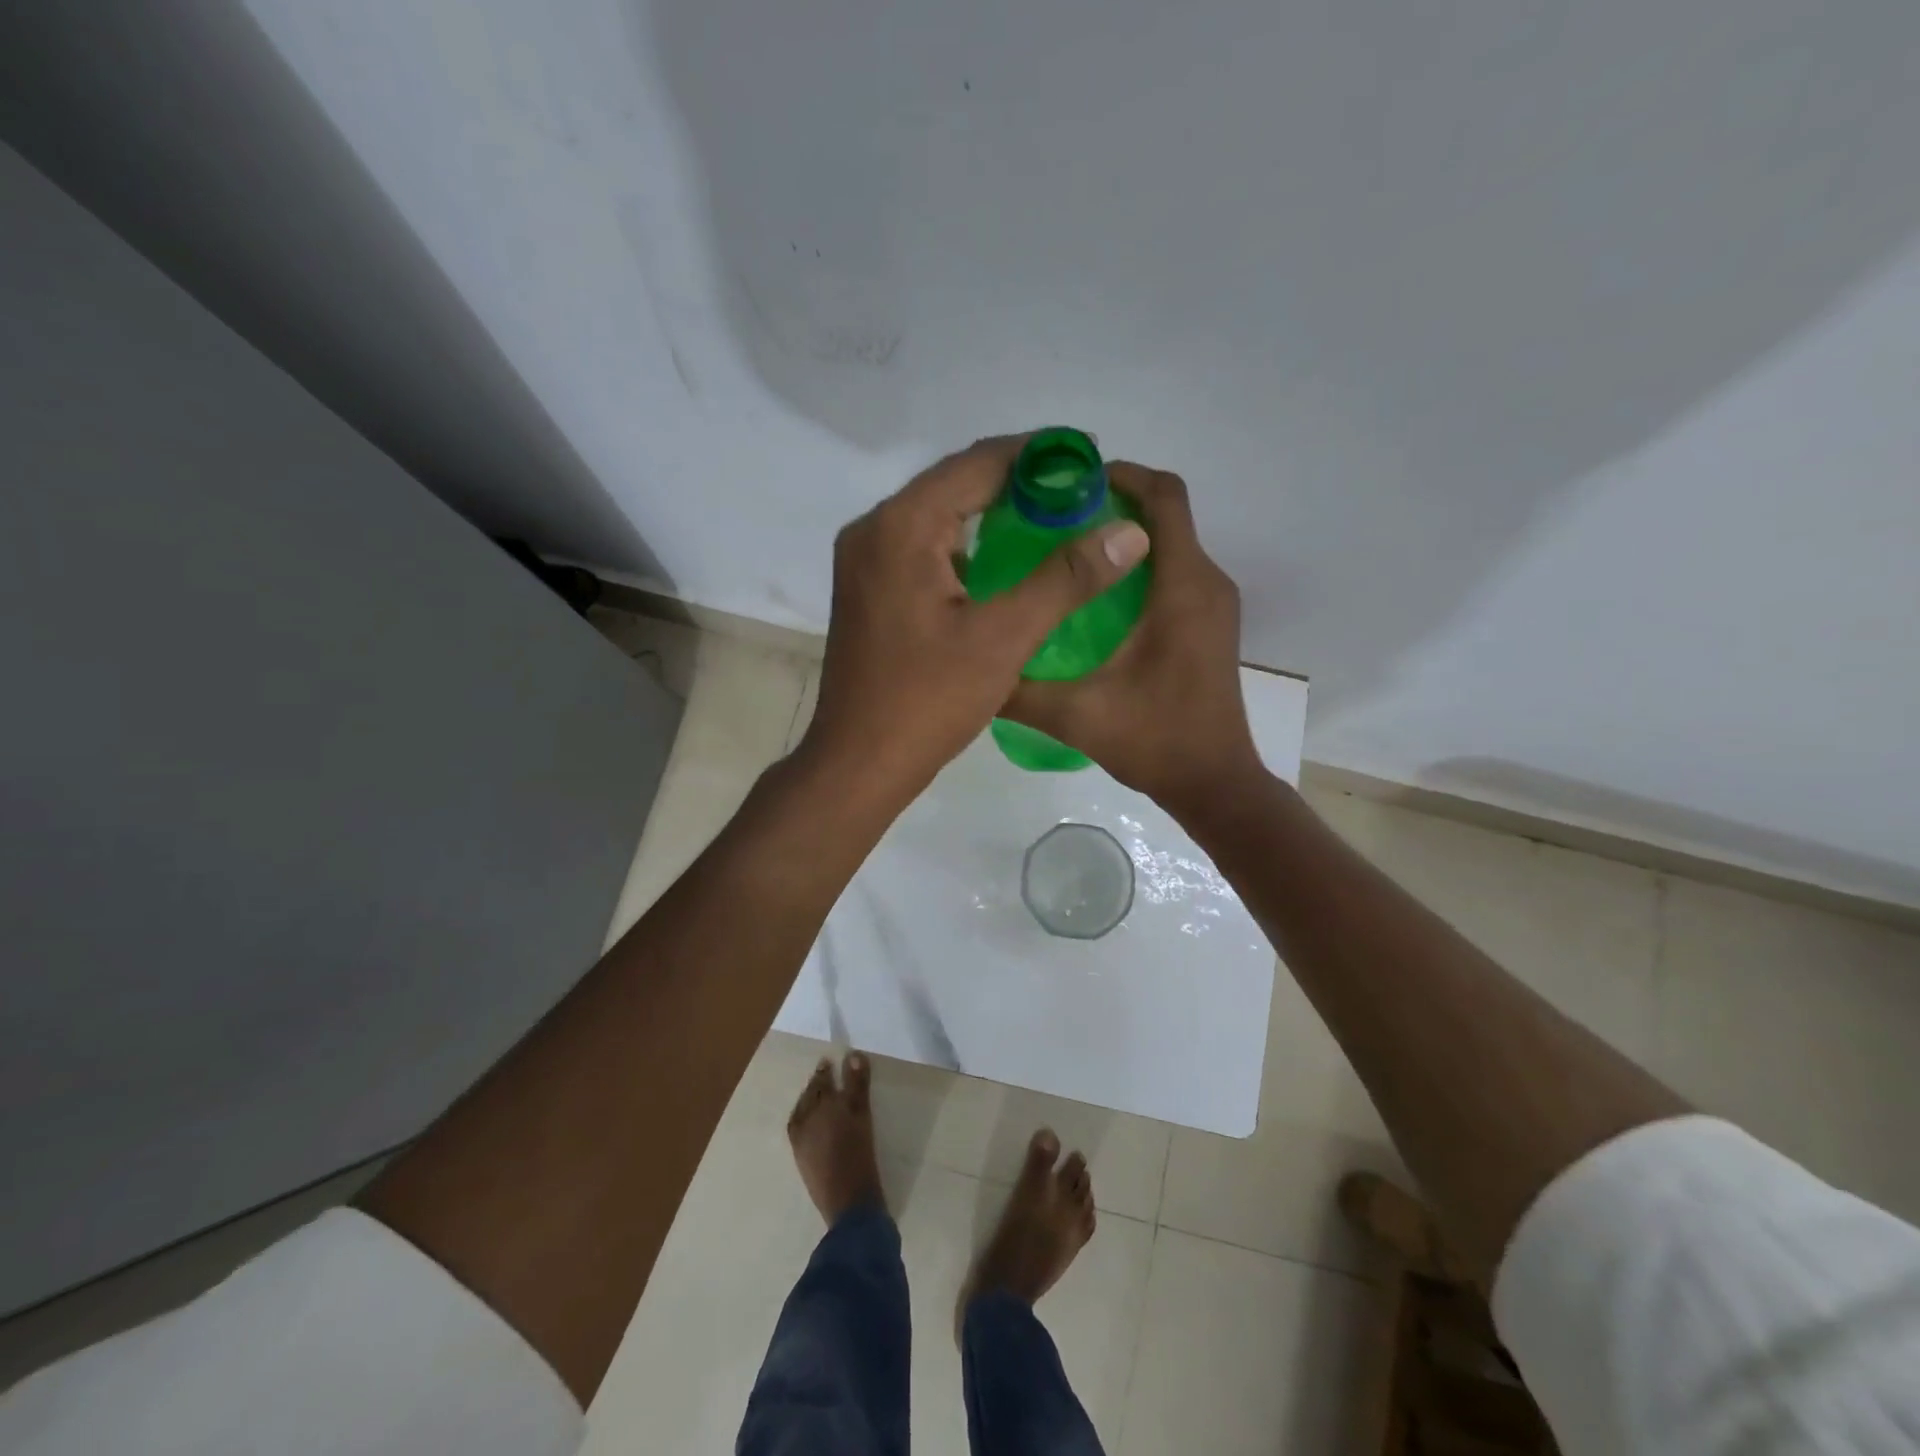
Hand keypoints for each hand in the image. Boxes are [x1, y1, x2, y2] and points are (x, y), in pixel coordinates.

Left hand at [799, 436, 1151, 806]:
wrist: (858, 762)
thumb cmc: (928, 701)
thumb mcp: (1004, 638)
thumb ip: (1066, 578)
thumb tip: (1128, 532)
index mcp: (901, 526)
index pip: (977, 463)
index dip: (1038, 455)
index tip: (1090, 456)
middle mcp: (873, 529)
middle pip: (954, 483)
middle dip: (1017, 482)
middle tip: (1078, 491)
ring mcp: (864, 560)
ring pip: (937, 515)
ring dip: (990, 511)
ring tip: (1050, 518)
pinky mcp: (867, 588)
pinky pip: (922, 546)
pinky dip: (963, 543)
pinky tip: (1001, 561)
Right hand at [1003, 465, 1262, 817]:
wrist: (1213, 783)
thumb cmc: (1154, 741)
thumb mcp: (1074, 715)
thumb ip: (1019, 688)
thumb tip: (970, 662)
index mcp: (1182, 587)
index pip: (1163, 497)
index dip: (1119, 475)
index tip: (1067, 484)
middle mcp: (1206, 582)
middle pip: (1165, 513)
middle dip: (1112, 502)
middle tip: (1050, 518)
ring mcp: (1213, 604)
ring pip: (1170, 542)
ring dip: (1123, 536)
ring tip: (1064, 551)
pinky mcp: (1208, 624)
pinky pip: (1174, 571)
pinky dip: (1137, 565)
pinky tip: (1092, 595)